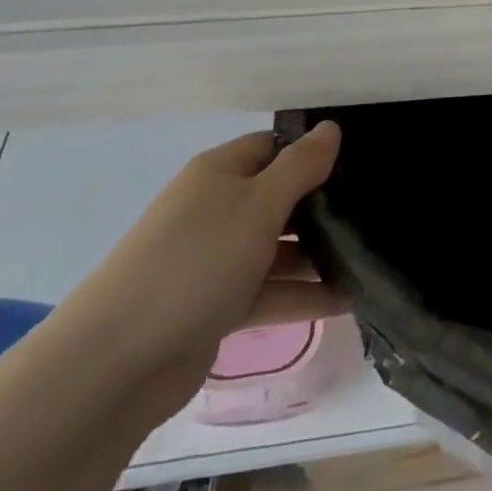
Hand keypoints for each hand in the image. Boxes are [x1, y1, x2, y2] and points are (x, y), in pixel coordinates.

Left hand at [56, 124, 345, 413]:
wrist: (116, 362)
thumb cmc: (196, 262)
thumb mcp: (259, 205)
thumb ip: (301, 166)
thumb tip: (330, 128)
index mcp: (219, 173)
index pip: (274, 147)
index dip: (313, 151)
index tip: (360, 164)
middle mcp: (216, 210)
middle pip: (279, 197)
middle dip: (323, 207)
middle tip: (374, 214)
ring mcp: (214, 260)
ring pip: (277, 248)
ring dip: (318, 256)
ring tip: (370, 261)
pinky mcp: (215, 306)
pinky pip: (268, 291)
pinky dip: (302, 296)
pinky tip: (348, 301)